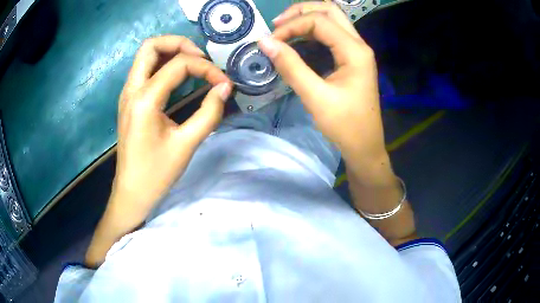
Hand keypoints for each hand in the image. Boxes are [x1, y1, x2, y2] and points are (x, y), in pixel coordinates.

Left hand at [113, 35, 231, 221]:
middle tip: (201, 60)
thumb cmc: (156, 174)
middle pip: (152, 45)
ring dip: (171, 52)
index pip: (178, 65)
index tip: (223, 84)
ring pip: (146, 54)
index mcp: (144, 100)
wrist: (132, 192)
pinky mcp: (129, 100)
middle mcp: (132, 89)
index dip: (206, 68)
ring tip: (193, 65)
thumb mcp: (186, 145)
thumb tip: (225, 88)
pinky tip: (179, 78)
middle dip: (180, 44)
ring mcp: (128, 93)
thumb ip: (209, 113)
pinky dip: (163, 64)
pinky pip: (145, 69)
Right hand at [259, 3, 385, 163]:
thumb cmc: (344, 125)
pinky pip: (333, 33)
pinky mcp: (352, 58)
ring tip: (284, 29)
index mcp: (355, 51)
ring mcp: (357, 50)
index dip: (291, 26)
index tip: (270, 41)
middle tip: (278, 24)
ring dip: (307, 18)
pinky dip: (313, 30)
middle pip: (330, 10)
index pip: (319, 21)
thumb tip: (264, 42)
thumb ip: (290, 66)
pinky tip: (299, 39)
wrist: (364, 145)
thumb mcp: (315, 97)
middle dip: (301, 11)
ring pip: (332, 19)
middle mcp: (359, 44)